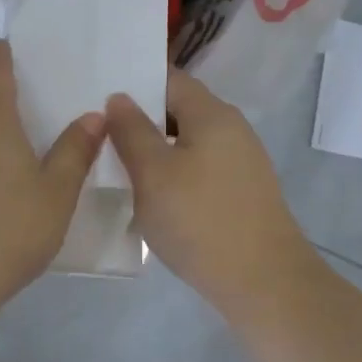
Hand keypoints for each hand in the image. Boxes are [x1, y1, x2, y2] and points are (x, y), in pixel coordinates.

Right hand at [105, 70, 317, 303]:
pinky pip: (200, 169)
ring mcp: (241, 162)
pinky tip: (153, 197)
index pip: (169, 79)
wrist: (263, 283)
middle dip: (141, 120)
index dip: (134, 82)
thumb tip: (119, 98)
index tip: (98, 94)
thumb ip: (131, 131)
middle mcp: (232, 128)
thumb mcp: (152, 173)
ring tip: (118, 166)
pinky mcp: (242, 192)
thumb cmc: (201, 220)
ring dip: (156, 150)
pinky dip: (174, 174)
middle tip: (100, 133)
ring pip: (188, 143)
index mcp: (212, 113)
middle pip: (179, 110)